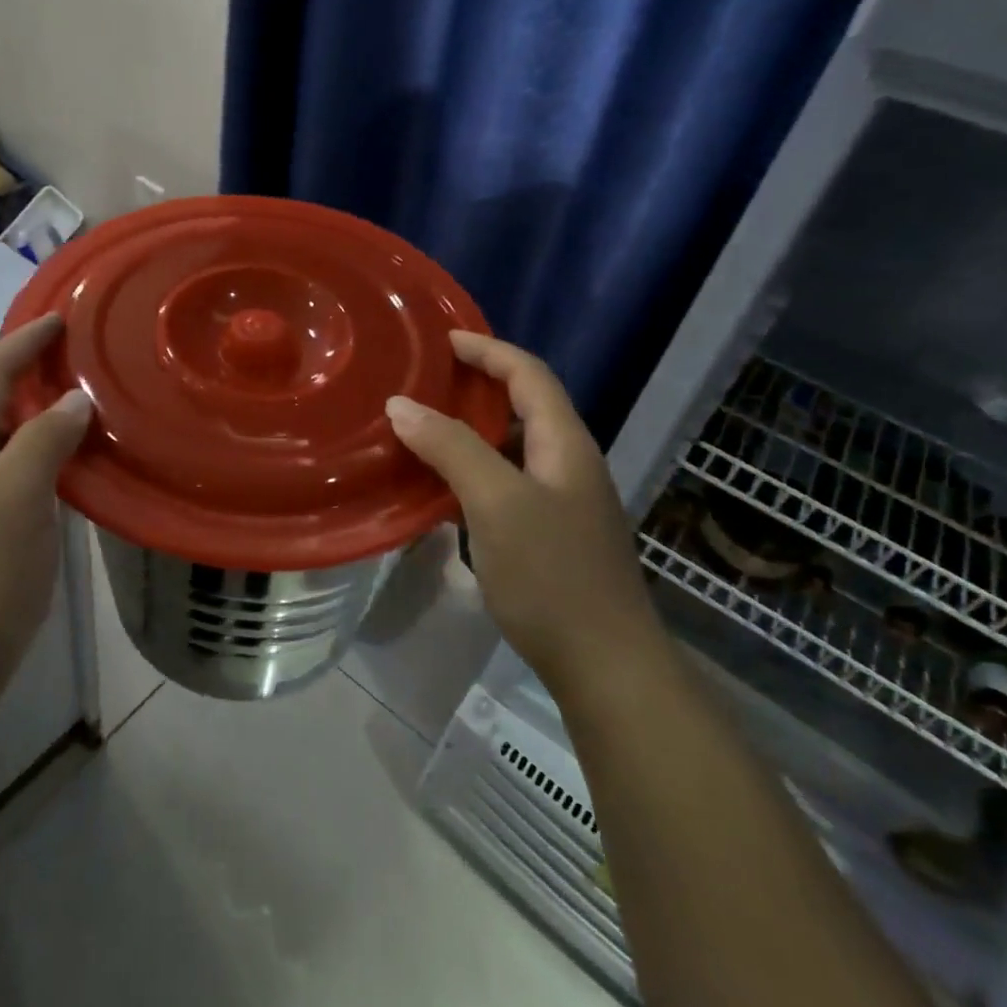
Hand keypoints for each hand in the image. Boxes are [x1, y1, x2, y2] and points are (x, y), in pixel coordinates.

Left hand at [0, 315, 91, 734]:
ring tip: (84, 404)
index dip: (22, 344)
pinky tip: (71, 472)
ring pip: (2, 446)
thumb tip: (72, 397)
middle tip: (81, 358)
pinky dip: (42, 460)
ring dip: (38, 418)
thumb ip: (43, 440)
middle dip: (30, 374)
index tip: (60, 318)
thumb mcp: (13, 501)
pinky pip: (12, 480)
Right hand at [385, 331, 659, 685]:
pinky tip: (443, 486)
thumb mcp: (496, 502)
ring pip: (515, 446)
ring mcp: (564, 502)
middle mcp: (570, 463)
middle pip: (527, 405)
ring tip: (426, 426)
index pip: (529, 374)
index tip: (443, 340)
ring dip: (474, 428)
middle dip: (480, 384)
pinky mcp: (551, 534)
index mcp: (566, 444)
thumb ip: (451, 448)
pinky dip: (475, 468)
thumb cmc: (552, 575)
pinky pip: (508, 481)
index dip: (489, 349)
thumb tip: (401, 405)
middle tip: (427, 381)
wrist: (605, 666)